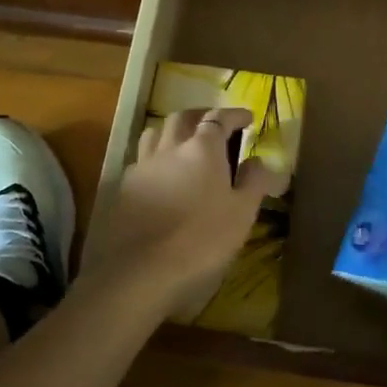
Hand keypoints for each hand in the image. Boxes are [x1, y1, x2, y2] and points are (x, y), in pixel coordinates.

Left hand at [96, 108, 287, 313]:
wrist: (141, 271)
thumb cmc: (202, 240)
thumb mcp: (242, 213)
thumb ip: (255, 182)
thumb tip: (262, 160)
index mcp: (202, 148)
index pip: (219, 118)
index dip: (234, 115)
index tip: (247, 118)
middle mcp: (170, 147)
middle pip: (182, 117)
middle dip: (201, 116)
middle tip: (214, 125)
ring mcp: (143, 166)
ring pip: (155, 132)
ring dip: (172, 131)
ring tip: (183, 142)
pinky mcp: (124, 188)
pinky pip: (141, 159)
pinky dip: (154, 156)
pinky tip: (160, 174)